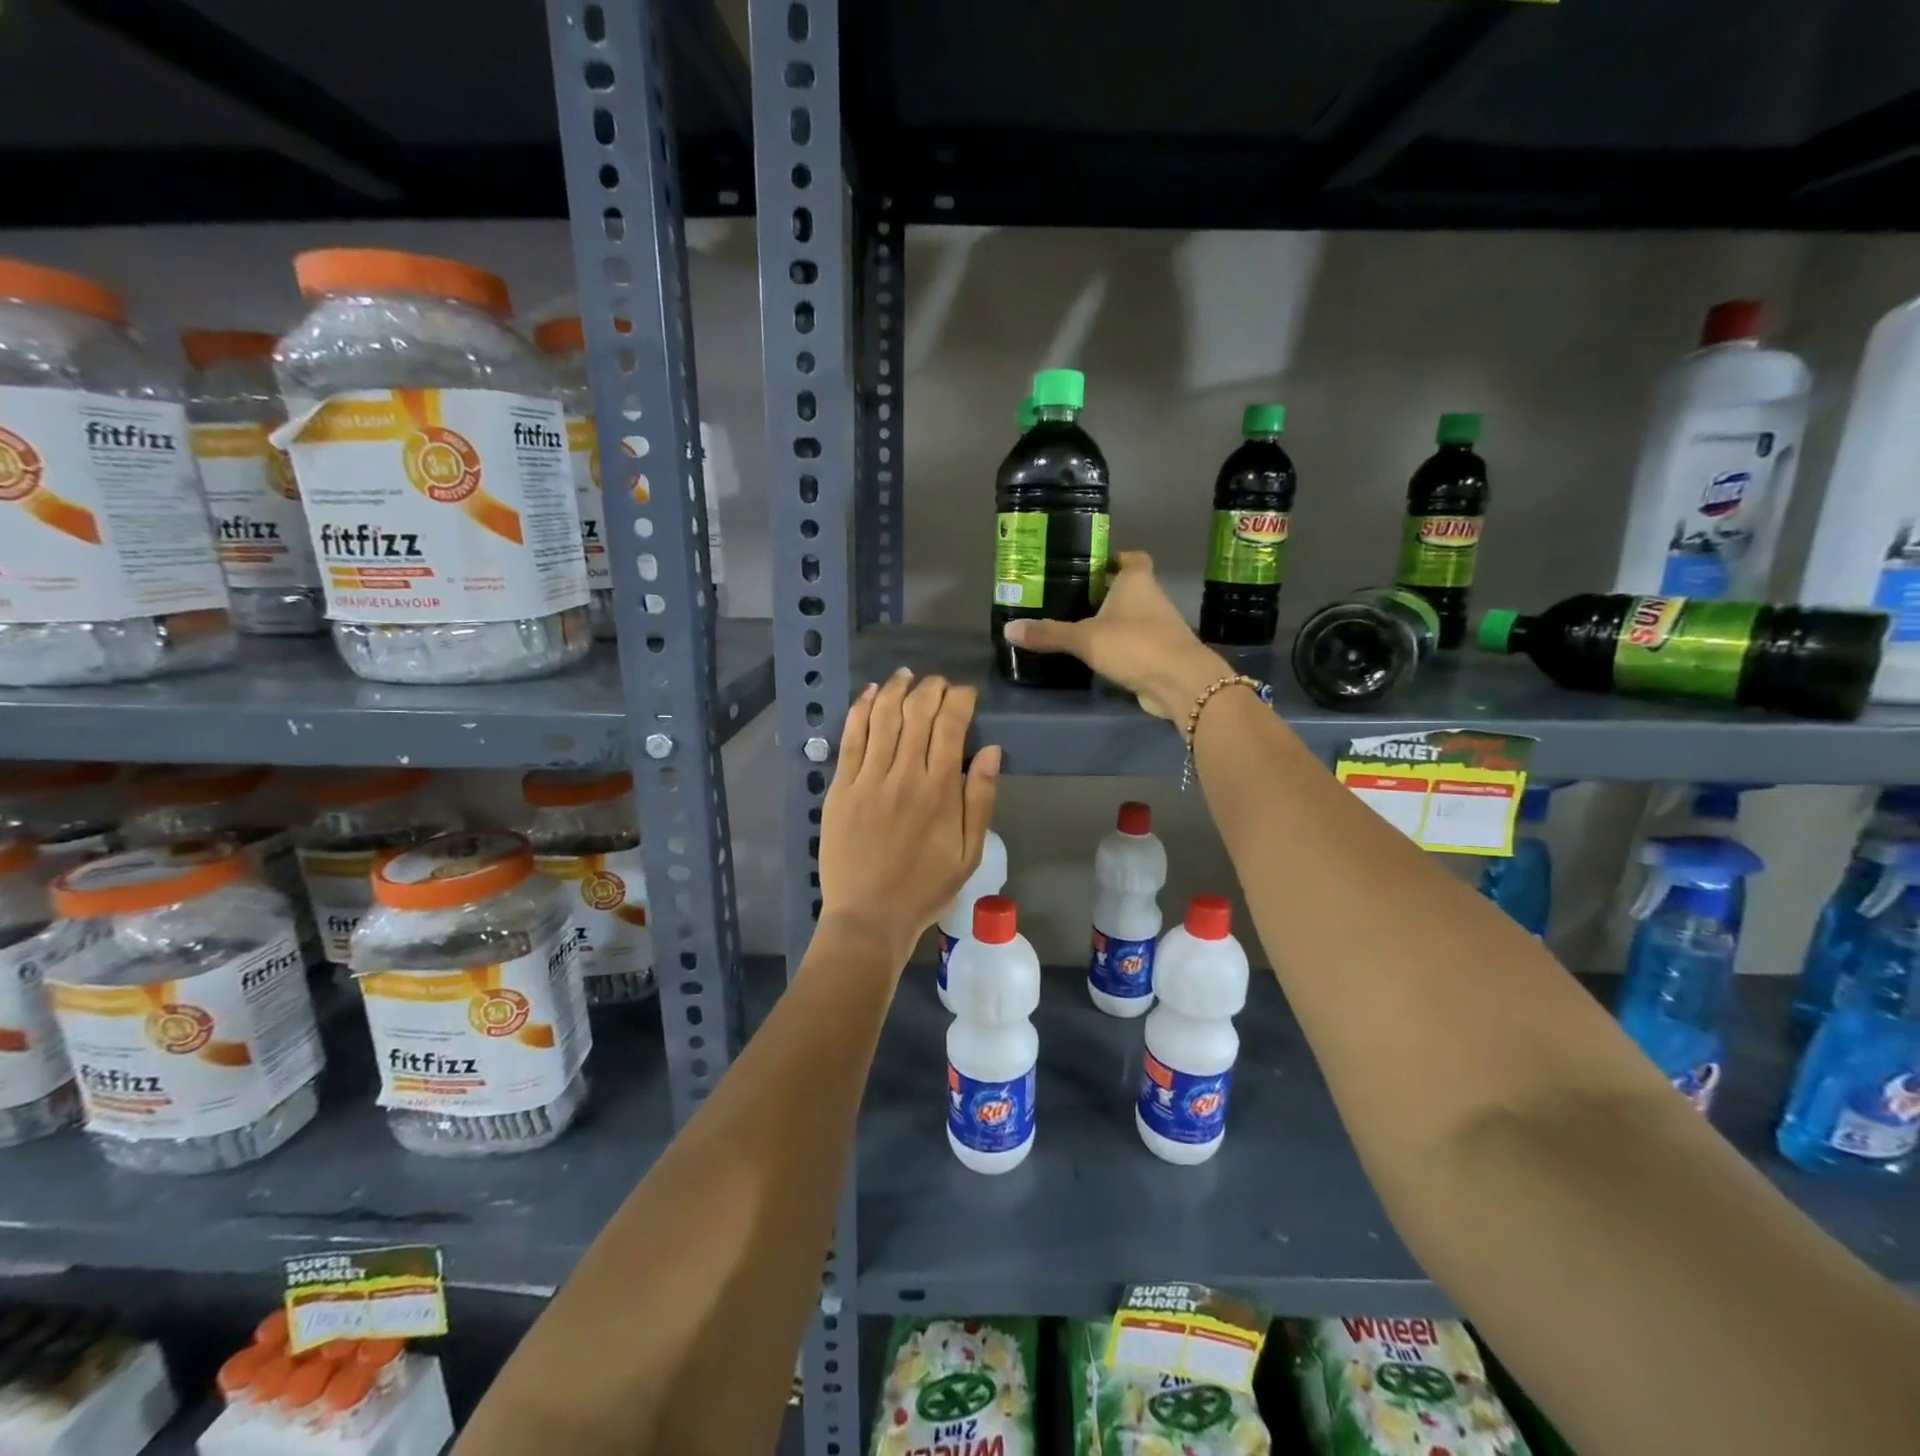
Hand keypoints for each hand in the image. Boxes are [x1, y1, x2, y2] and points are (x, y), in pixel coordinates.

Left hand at [817, 669, 1001, 966]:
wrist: (869, 917)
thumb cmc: (925, 889)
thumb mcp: (969, 853)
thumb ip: (980, 799)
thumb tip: (991, 750)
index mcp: (939, 791)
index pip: (951, 725)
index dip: (960, 700)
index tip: (966, 693)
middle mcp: (904, 775)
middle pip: (917, 713)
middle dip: (931, 688)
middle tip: (938, 684)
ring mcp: (867, 779)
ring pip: (882, 717)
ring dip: (896, 689)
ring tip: (906, 676)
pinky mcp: (840, 788)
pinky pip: (850, 738)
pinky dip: (860, 710)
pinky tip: (870, 693)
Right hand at [1003, 551, 1228, 720]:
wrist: (1179, 682)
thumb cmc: (1134, 644)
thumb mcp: (1084, 638)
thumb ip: (1049, 633)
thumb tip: (1008, 629)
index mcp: (1137, 582)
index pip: (1132, 558)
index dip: (1116, 558)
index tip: (1094, 565)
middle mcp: (1153, 599)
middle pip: (1130, 589)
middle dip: (1107, 593)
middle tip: (1073, 599)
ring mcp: (1161, 628)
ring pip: (1134, 618)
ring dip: (1114, 622)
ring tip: (1080, 628)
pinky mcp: (1162, 655)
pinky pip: (1137, 645)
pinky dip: (1121, 648)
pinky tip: (1099, 657)